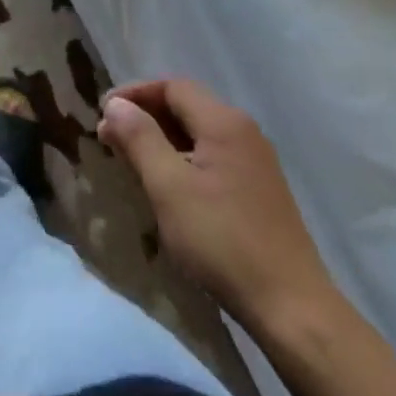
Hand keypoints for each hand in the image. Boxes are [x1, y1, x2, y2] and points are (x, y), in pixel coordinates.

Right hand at [99, 79, 335, 338]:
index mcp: (224, 122)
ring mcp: (255, 162)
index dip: (134, 94)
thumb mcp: (169, 187)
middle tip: (110, 138)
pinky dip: (182, 158)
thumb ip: (139, 139)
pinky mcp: (259, 190)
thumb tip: (115, 104)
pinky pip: (212, 156)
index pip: (172, 87)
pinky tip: (167, 185)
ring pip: (198, 133)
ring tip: (131, 159)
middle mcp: (244, 132)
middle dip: (145, 116)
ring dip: (161, 139)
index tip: (102, 113)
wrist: (292, 308)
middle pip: (186, 106)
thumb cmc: (223, 241)